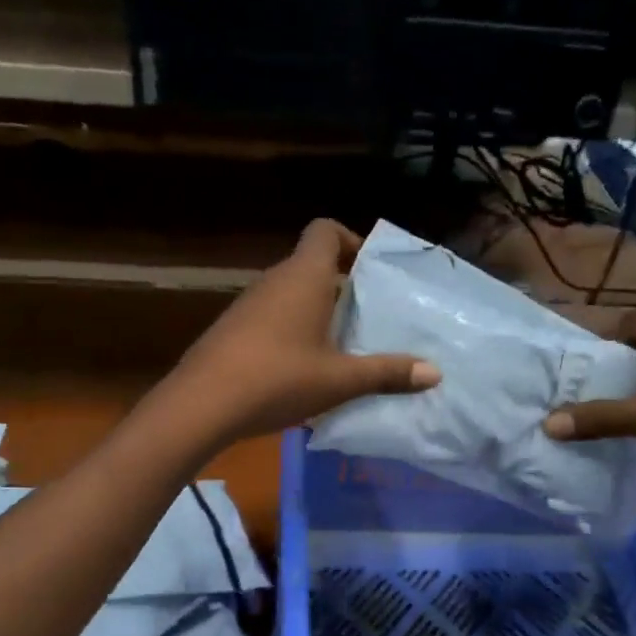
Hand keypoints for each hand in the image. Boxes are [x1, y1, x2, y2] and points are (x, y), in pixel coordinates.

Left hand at [162, 220, 440, 446]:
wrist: (201, 405)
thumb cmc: (278, 379)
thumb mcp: (339, 380)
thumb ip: (387, 373)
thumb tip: (434, 373)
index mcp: (303, 277)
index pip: (325, 230)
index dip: (351, 240)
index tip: (371, 271)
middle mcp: (273, 281)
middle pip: (312, 265)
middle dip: (343, 286)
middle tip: (369, 318)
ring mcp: (247, 305)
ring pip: (291, 294)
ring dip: (317, 312)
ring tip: (342, 348)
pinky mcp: (232, 331)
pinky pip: (272, 318)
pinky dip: (292, 331)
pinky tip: (303, 370)